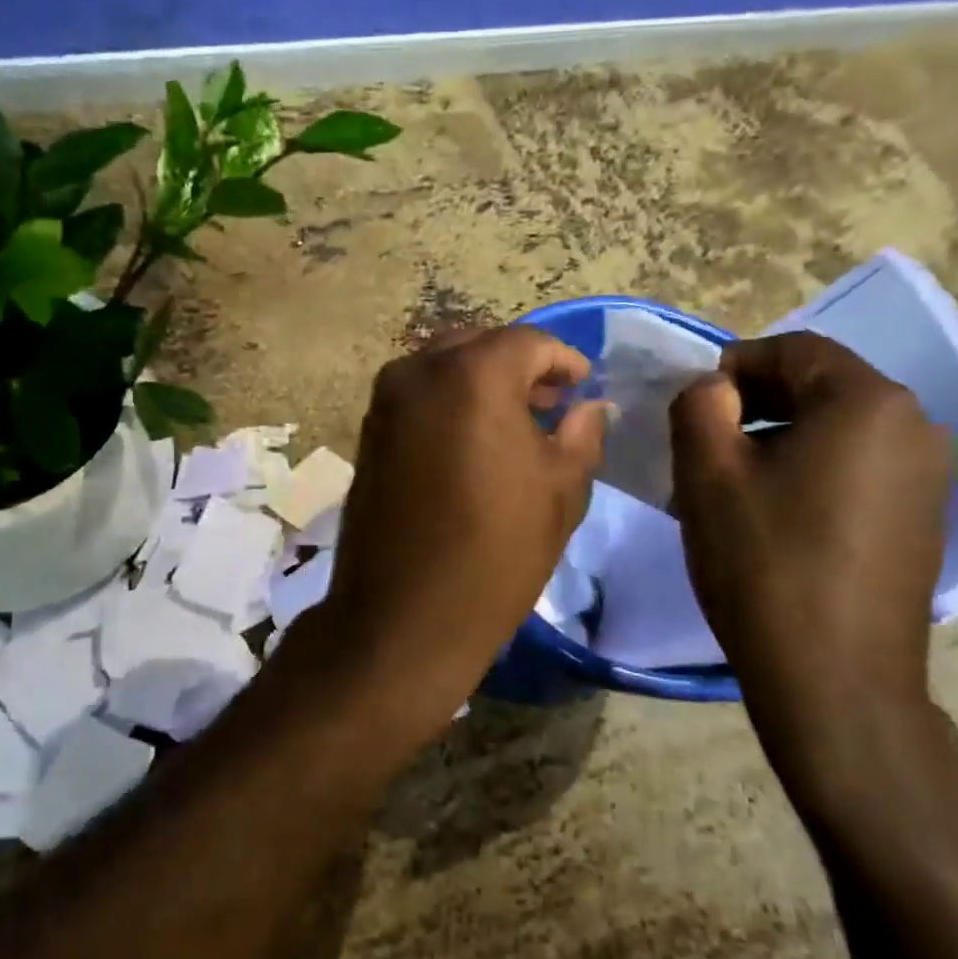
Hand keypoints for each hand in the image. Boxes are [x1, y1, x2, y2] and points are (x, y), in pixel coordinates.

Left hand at [316, 327, 607, 724]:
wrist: (404, 616)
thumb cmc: (496, 553)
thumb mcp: (560, 492)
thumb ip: (581, 434)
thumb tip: (589, 407)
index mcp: (473, 375)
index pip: (528, 342)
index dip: (562, 360)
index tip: (582, 386)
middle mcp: (420, 372)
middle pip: (480, 345)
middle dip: (519, 366)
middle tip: (551, 402)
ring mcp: (386, 401)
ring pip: (444, 367)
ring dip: (481, 381)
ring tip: (515, 422)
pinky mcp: (368, 431)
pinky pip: (418, 395)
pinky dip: (449, 400)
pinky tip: (472, 439)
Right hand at [670, 332, 951, 806]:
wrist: (836, 680)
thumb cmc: (764, 563)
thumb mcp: (708, 473)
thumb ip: (699, 406)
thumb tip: (714, 388)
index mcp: (869, 402)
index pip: (794, 350)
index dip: (734, 365)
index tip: (693, 406)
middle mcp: (916, 427)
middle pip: (821, 387)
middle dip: (756, 402)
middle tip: (705, 443)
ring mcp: (929, 478)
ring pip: (839, 430)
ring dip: (780, 439)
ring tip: (733, 483)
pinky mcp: (923, 521)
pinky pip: (858, 469)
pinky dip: (811, 472)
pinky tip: (776, 517)